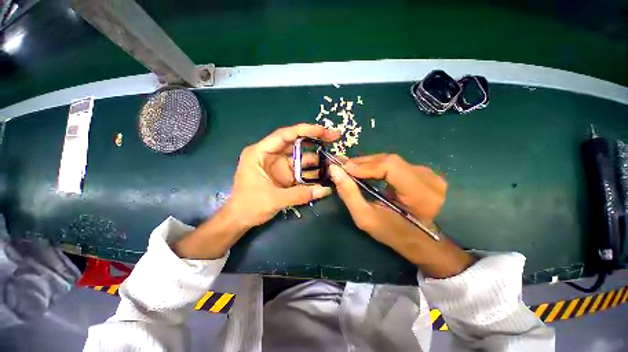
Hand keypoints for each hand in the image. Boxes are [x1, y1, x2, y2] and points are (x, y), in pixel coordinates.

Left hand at [228, 124, 338, 227]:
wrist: (240, 220)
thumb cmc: (248, 206)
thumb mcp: (274, 199)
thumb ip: (300, 194)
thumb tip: (325, 190)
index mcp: (260, 153)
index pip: (284, 135)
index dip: (305, 130)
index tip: (323, 130)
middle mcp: (270, 155)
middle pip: (295, 142)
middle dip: (315, 139)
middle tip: (334, 137)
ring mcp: (278, 165)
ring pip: (300, 156)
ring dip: (316, 159)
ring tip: (333, 160)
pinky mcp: (284, 175)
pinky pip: (301, 170)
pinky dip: (312, 171)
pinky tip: (324, 173)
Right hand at [330, 154, 474, 277]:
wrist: (419, 240)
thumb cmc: (392, 233)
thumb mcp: (366, 218)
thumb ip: (349, 194)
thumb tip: (335, 170)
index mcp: (421, 195)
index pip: (390, 167)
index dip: (365, 165)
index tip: (343, 169)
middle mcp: (429, 179)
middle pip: (389, 160)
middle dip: (362, 163)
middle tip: (342, 166)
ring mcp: (428, 173)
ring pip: (390, 160)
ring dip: (368, 163)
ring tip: (350, 168)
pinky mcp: (422, 171)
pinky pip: (394, 163)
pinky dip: (376, 165)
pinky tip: (364, 170)